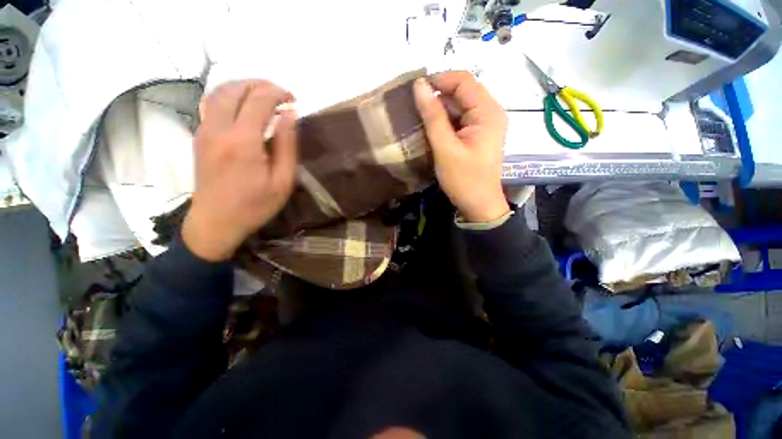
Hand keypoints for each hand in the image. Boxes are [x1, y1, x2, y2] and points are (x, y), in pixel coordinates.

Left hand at [182, 80, 297, 261]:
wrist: (216, 222)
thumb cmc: (255, 205)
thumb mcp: (282, 180)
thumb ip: (287, 145)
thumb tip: (290, 114)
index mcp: (243, 141)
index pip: (259, 100)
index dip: (278, 93)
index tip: (294, 99)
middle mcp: (219, 128)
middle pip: (235, 89)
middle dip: (260, 85)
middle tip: (280, 94)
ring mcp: (205, 131)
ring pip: (218, 92)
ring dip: (242, 87)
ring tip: (263, 96)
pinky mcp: (200, 137)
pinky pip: (211, 105)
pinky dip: (229, 97)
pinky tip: (243, 107)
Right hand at [413, 71, 509, 222]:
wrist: (478, 205)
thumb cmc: (464, 180)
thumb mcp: (445, 148)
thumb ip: (432, 117)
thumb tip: (419, 86)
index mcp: (488, 112)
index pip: (464, 80)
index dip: (439, 80)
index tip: (415, 91)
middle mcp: (490, 112)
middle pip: (462, 92)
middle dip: (438, 97)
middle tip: (415, 110)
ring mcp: (485, 124)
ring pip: (459, 106)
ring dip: (440, 111)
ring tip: (420, 121)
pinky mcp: (478, 135)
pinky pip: (460, 120)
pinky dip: (445, 122)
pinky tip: (432, 131)